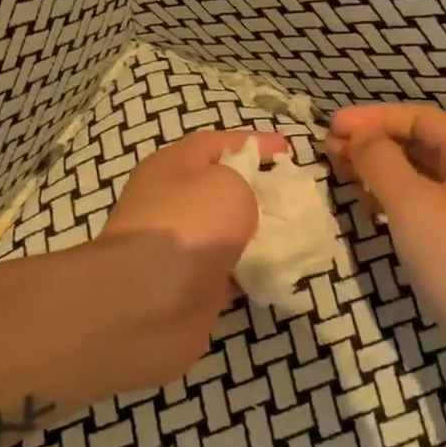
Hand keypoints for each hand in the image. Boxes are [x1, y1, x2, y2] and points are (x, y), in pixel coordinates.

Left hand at [100, 128, 289, 332]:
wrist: (148, 304)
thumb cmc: (189, 226)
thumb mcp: (228, 184)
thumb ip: (243, 183)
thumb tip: (240, 204)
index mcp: (171, 167)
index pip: (214, 144)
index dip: (252, 142)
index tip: (287, 149)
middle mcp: (169, 203)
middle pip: (220, 189)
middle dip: (258, 191)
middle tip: (295, 196)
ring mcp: (177, 248)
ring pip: (226, 233)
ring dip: (258, 234)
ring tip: (298, 234)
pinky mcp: (189, 286)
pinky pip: (229, 271)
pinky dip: (252, 270)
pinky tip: (281, 270)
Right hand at [324, 105, 445, 377]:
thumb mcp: (413, 204)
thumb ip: (381, 162)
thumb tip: (359, 138)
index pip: (419, 118)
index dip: (372, 117)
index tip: (331, 126)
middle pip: (420, 144)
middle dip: (374, 142)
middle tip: (329, 150)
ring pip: (420, 176)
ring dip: (380, 170)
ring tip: (341, 174)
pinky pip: (424, 206)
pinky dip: (393, 200)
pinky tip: (369, 208)